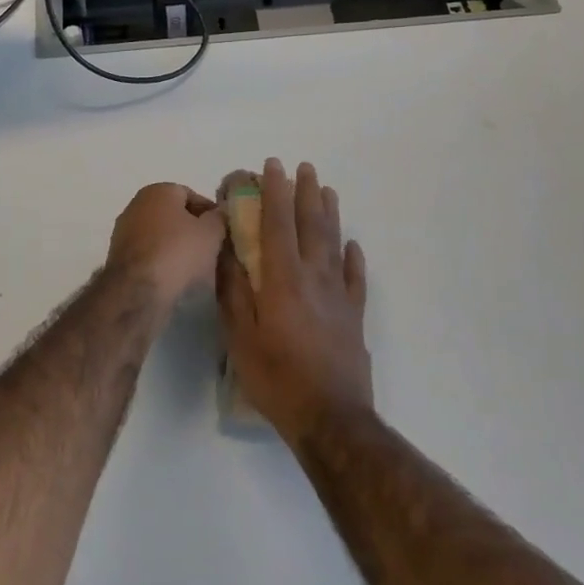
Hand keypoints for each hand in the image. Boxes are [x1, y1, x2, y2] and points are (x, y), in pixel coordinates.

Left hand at [105, 183, 226, 312]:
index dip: (208, 212)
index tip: (221, 231)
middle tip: (209, 248)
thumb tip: (217, 214)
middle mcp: (136, 204)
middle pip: (172, 215)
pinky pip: (147, 253)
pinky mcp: (117, 256)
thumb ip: (218, 218)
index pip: (190, 195)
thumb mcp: (211, 232)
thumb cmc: (178, 252)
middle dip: (190, 229)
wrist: (138, 291)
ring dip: (174, 246)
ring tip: (193, 267)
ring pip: (158, 235)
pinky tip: (172, 276)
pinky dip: (160, 260)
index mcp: (158, 191)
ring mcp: (123, 231)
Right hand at [218, 159, 370, 446]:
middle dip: (306, 193)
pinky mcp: (354, 316)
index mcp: (283, 279)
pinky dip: (354, 258)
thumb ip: (233, 290)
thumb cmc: (276, 377)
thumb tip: (227, 250)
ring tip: (328, 190)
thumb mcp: (240, 336)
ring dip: (330, 214)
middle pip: (311, 225)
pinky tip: (354, 245)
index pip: (278, 224)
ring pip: (335, 243)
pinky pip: (356, 278)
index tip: (273, 166)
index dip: (274, 192)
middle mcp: (314, 277)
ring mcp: (339, 295)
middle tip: (305, 167)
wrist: (330, 418)